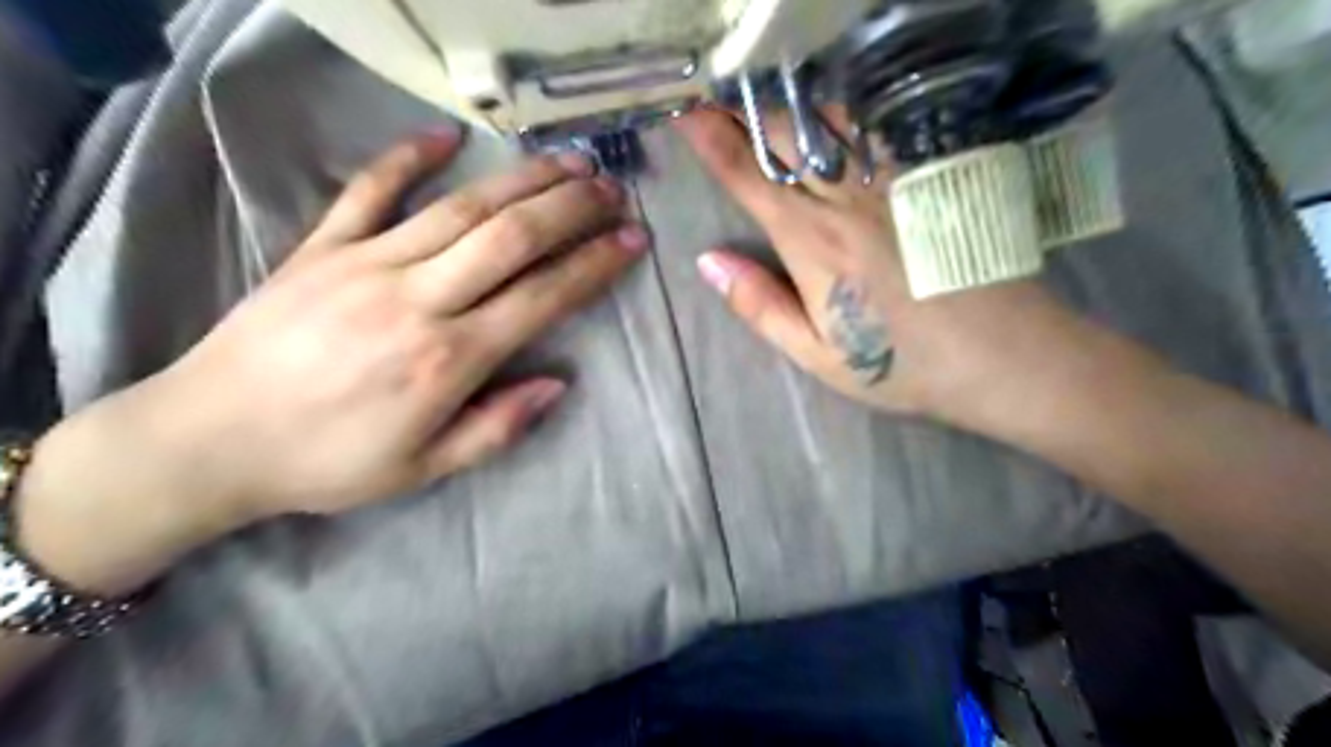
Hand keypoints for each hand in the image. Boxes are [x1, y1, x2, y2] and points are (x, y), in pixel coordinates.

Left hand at [14, 129, 648, 591]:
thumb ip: (497, 427)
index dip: (595, 265)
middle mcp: (417, 299)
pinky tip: (446, 135)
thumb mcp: (424, 468)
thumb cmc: (328, 462)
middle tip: (611, 188)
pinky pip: (370, 189)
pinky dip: (408, 157)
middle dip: (571, 207)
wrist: (209, 439)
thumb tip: (558, 384)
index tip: (632, 240)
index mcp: (448, 358)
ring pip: (460, 208)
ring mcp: (366, 263)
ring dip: (521, 180)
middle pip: (511, 237)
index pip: (543, 296)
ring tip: (566, 161)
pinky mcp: (322, 246)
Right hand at [680, 107, 1074, 423]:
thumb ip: (760, 305)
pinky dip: (838, 112)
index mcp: (812, 242)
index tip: (685, 111)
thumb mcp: (817, 354)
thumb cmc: (900, 362)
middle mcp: (846, 198)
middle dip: (741, 109)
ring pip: (827, 122)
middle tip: (712, 95)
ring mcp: (891, 180)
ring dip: (785, 104)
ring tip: (758, 97)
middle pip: (783, 136)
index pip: (749, 177)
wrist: (1001, 351)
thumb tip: (707, 261)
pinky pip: (873, 128)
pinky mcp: (927, 177)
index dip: (711, 140)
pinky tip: (825, 111)